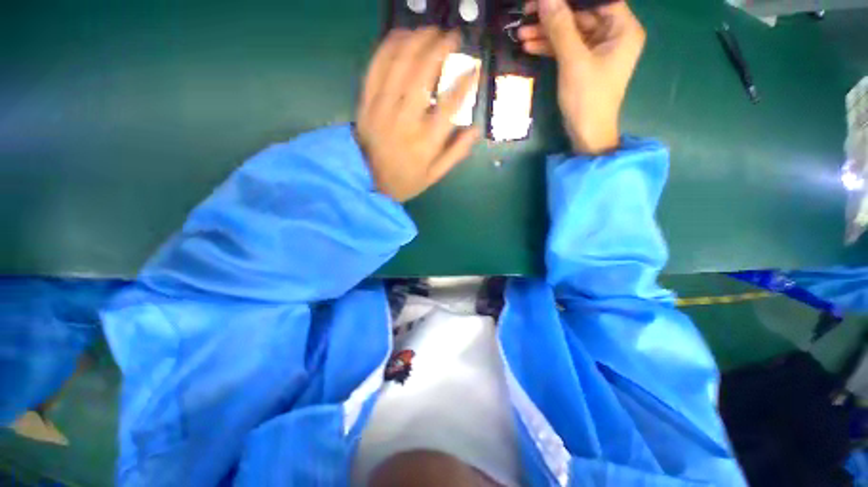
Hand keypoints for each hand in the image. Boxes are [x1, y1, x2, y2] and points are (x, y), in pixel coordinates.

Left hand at [356, 28, 480, 202]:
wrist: (368, 181)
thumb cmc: (405, 180)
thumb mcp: (434, 175)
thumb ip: (456, 153)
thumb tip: (476, 129)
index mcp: (425, 142)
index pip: (450, 104)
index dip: (465, 82)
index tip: (474, 67)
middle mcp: (405, 120)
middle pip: (423, 73)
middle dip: (441, 48)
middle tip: (452, 36)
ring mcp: (382, 109)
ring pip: (400, 63)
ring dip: (417, 40)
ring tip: (431, 31)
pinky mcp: (366, 102)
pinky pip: (376, 66)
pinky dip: (389, 46)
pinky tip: (402, 35)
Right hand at [517, 0, 645, 153]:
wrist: (586, 134)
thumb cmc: (587, 98)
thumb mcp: (573, 61)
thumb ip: (560, 27)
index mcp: (623, 28)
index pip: (597, 0)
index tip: (543, 0)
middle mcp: (613, 34)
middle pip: (581, 14)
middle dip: (552, 16)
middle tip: (526, 14)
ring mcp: (598, 50)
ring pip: (570, 32)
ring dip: (546, 33)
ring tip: (521, 34)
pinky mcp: (585, 63)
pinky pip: (567, 48)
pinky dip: (549, 47)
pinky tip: (529, 46)